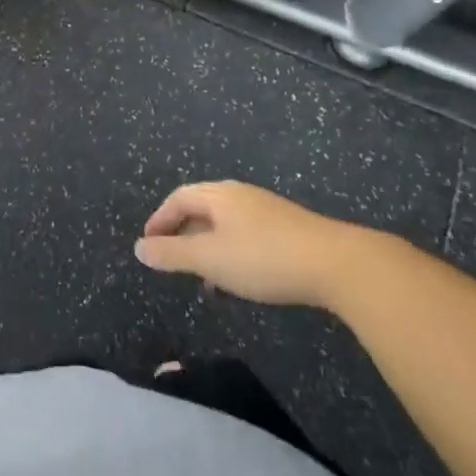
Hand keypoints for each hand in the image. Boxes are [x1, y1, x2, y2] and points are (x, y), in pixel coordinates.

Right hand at [134, 181, 374, 309]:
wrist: (337, 264)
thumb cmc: (263, 257)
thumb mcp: (210, 259)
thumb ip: (172, 254)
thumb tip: (138, 247)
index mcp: (218, 195)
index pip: (178, 199)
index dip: (160, 220)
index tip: (148, 245)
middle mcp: (240, 195)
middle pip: (201, 207)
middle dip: (183, 233)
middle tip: (172, 261)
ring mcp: (266, 210)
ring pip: (225, 224)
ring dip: (208, 247)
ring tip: (205, 279)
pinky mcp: (288, 229)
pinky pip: (246, 235)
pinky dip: (231, 253)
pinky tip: (240, 280)